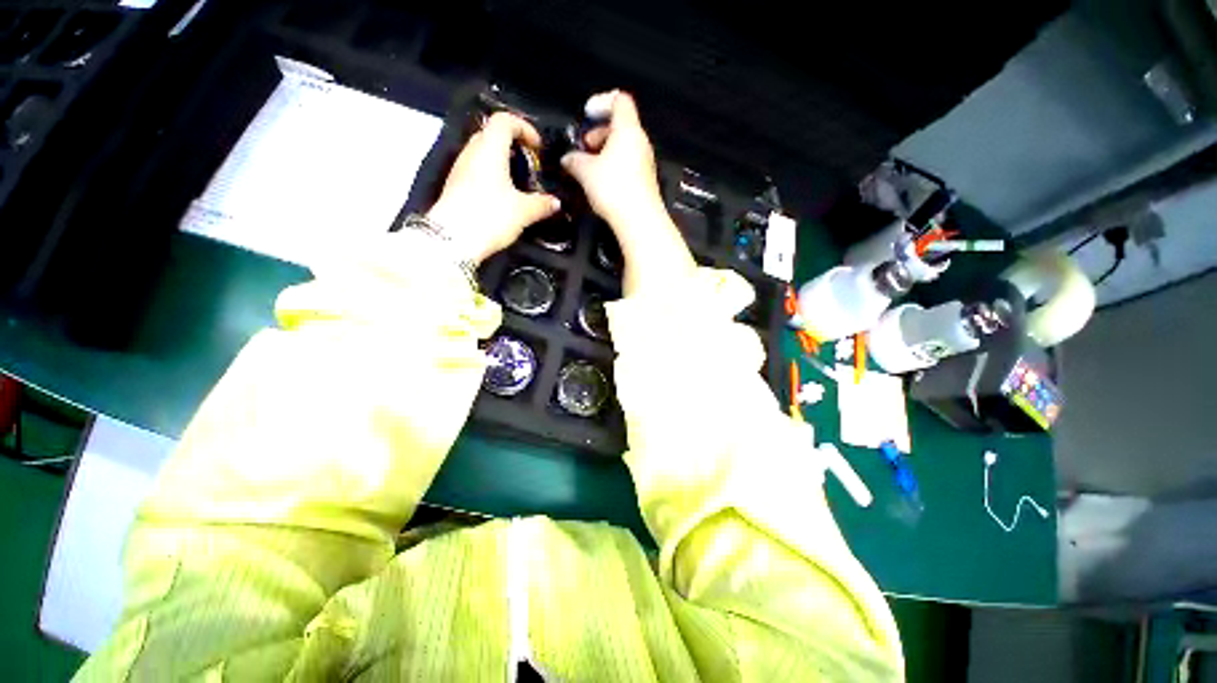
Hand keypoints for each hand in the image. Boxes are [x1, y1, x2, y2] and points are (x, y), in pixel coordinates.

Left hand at [427, 113, 560, 264]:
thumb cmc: (490, 216)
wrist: (452, 240)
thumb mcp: (523, 212)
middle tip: (529, 164)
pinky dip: (491, 174)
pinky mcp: (455, 185)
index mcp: (490, 150)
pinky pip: (476, 169)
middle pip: (492, 134)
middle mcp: (472, 152)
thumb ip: (542, 204)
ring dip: (501, 161)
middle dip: (513, 144)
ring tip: (518, 182)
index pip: (504, 120)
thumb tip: (556, 203)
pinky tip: (502, 196)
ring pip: (483, 152)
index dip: (524, 127)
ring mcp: (460, 168)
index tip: (537, 147)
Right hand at [561, 91, 664, 232]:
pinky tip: (601, 183)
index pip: (619, 100)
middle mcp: (640, 143)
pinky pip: (628, 165)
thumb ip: (574, 159)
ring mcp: (645, 163)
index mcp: (627, 130)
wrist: (638, 220)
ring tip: (589, 168)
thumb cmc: (615, 189)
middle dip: (599, 133)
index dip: (601, 102)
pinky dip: (613, 167)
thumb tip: (568, 158)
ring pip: (623, 147)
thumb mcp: (585, 171)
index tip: (587, 114)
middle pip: (620, 126)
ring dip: (605, 152)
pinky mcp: (645, 181)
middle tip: (584, 147)